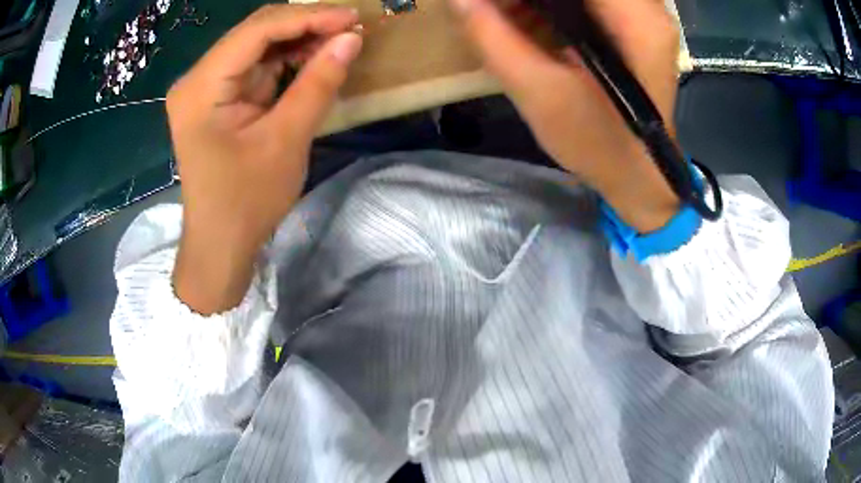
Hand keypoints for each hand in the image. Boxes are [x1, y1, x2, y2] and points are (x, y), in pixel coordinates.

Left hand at [168, 4, 362, 313]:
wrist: (220, 244)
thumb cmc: (246, 202)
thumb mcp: (286, 141)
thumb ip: (318, 83)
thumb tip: (351, 39)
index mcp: (201, 88)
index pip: (257, 31)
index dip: (308, 17)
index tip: (353, 18)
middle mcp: (197, 79)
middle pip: (254, 32)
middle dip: (304, 25)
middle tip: (349, 28)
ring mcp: (205, 88)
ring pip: (256, 45)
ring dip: (298, 40)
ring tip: (338, 42)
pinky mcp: (217, 98)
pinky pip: (255, 66)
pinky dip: (286, 60)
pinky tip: (312, 59)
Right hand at [449, 0, 682, 231]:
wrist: (638, 174)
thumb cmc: (598, 143)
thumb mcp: (540, 93)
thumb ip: (494, 38)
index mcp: (634, 17)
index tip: (492, 5)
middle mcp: (645, 7)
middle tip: (495, 10)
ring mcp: (642, 15)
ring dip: (537, 1)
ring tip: (507, 18)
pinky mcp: (633, 25)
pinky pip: (586, 2)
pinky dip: (551, 6)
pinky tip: (529, 22)